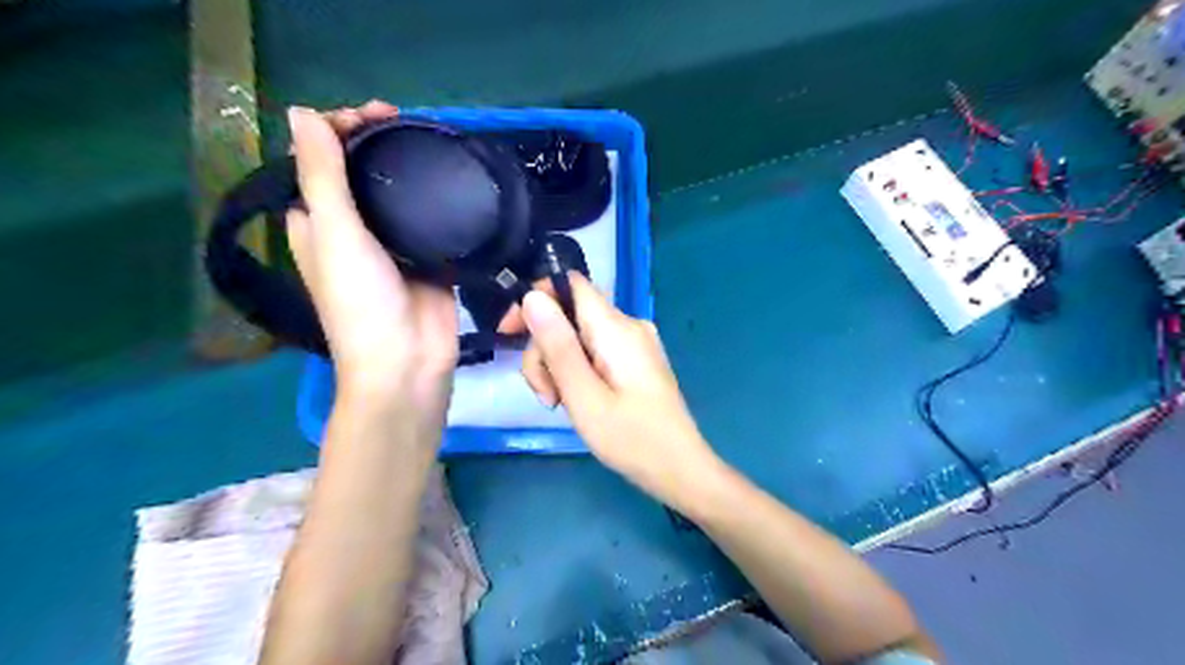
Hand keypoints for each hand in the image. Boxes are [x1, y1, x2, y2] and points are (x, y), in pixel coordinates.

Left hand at [283, 103, 459, 425]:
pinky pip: (432, 221)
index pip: (319, 161)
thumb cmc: (362, 304)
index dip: (339, 130)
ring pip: (400, 195)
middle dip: (379, 144)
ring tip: (434, 144)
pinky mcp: (429, 259)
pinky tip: (454, 181)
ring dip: (411, 169)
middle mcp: (352, 230)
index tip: (375, 116)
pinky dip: (440, 200)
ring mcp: (394, 245)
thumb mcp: (335, 236)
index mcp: (317, 223)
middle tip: (408, 125)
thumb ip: (323, 177)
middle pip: (362, 174)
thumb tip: (302, 112)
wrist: (409, 362)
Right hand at [520, 277, 722, 505]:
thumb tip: (532, 296)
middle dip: (545, 349)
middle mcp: (628, 325)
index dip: (536, 298)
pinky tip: (578, 400)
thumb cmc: (632, 439)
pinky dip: (578, 371)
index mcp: (616, 328)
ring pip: (579, 336)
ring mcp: (635, 343)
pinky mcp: (636, 360)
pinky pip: (596, 351)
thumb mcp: (584, 396)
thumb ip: (557, 346)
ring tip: (561, 404)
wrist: (680, 469)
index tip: (511, 333)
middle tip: (546, 396)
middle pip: (570, 315)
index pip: (570, 283)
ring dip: (559, 365)